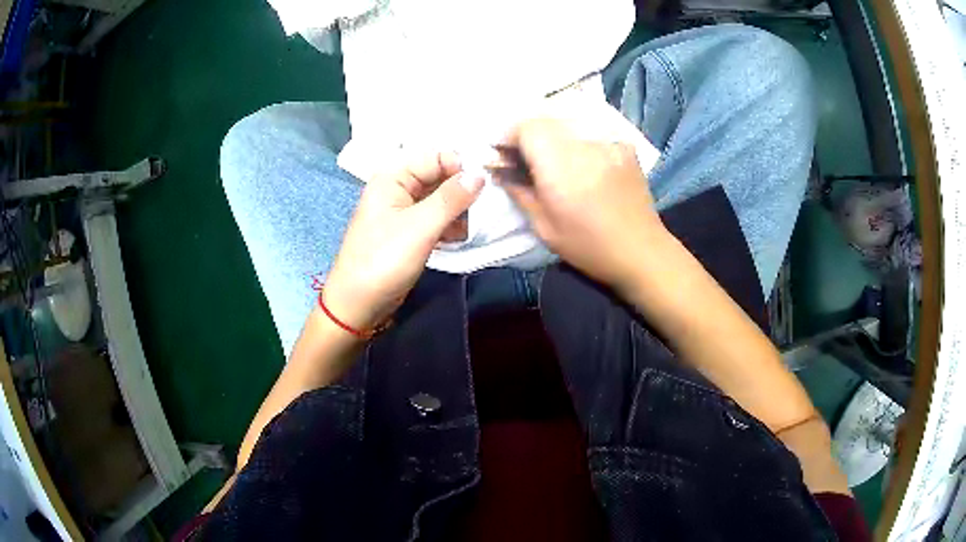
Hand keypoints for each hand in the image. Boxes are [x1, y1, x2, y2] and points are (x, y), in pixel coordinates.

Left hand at [323, 151, 483, 331]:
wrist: (358, 305)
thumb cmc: (383, 261)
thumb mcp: (420, 227)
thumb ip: (451, 198)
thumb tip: (480, 174)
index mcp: (393, 177)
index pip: (435, 156)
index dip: (460, 167)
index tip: (485, 186)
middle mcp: (398, 188)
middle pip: (439, 177)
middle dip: (460, 192)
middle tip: (478, 211)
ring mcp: (403, 211)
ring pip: (441, 199)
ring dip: (457, 212)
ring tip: (465, 230)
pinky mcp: (409, 232)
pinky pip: (436, 219)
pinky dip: (449, 226)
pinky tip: (456, 240)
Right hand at [499, 117, 664, 293]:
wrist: (642, 251)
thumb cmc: (589, 246)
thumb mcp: (544, 226)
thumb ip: (518, 191)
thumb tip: (497, 169)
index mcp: (561, 166)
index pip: (525, 127)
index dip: (508, 137)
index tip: (503, 156)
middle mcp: (585, 144)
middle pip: (545, 119)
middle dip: (528, 134)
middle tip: (525, 159)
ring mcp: (608, 140)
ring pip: (568, 120)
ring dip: (551, 134)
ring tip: (552, 159)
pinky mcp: (624, 143)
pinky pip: (591, 128)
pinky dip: (577, 137)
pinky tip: (581, 159)